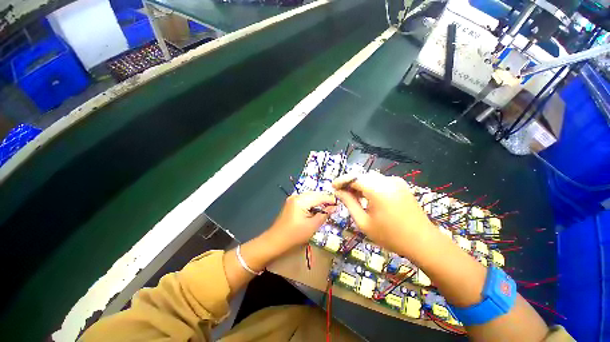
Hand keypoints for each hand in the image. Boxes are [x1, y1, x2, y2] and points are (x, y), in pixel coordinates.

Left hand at [266, 192, 336, 250]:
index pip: (320, 196)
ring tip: (327, 209)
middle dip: (325, 200)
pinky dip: (312, 203)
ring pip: (310, 196)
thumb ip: (324, 214)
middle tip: (334, 207)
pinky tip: (317, 209)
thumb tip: (334, 207)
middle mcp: (297, 196)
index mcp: (301, 200)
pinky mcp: (291, 202)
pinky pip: (305, 199)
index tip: (340, 204)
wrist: (275, 241)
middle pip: (315, 194)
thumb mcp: (312, 226)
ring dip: (319, 201)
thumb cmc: (294, 235)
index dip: (330, 199)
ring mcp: (293, 198)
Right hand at [332, 172, 434, 255]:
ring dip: (360, 184)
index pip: (354, 178)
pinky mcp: (401, 184)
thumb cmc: (390, 235)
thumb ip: (349, 203)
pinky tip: (368, 197)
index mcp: (378, 190)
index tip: (333, 187)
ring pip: (371, 177)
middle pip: (362, 176)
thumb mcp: (364, 222)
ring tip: (354, 196)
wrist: (423, 242)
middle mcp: (387, 181)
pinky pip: (380, 181)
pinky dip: (370, 186)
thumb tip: (338, 192)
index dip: (341, 181)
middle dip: (350, 183)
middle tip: (342, 194)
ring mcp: (396, 181)